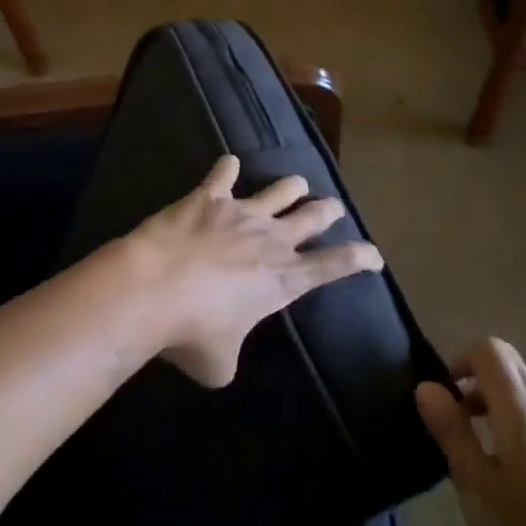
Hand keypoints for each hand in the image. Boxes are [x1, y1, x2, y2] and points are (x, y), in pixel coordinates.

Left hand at [118, 154, 382, 386]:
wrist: (152, 289)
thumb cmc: (190, 333)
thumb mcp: (219, 363)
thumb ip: (230, 356)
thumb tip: (221, 356)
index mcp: (283, 281)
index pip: (334, 266)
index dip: (359, 259)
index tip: (374, 255)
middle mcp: (271, 240)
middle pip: (312, 217)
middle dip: (328, 211)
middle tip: (334, 208)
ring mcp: (241, 214)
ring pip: (280, 190)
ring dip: (292, 186)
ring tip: (298, 182)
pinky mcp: (208, 197)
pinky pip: (223, 174)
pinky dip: (227, 168)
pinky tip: (228, 162)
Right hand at [417, 338, 525, 525]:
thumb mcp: (476, 486)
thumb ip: (452, 431)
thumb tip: (427, 387)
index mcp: (522, 411)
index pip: (490, 351)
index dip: (459, 361)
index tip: (442, 399)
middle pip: (508, 364)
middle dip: (473, 377)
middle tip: (451, 419)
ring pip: (520, 392)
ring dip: (488, 402)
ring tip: (468, 449)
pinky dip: (506, 423)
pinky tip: (498, 472)